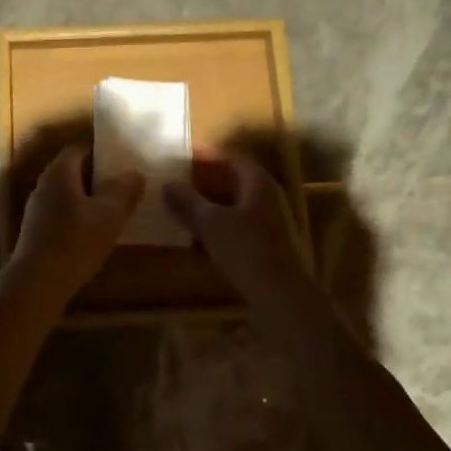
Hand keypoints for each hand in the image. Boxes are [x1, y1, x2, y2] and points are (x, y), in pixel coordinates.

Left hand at [9, 146, 142, 295]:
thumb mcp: (109, 215)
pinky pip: (60, 214)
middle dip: (96, 177)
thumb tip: (134, 173)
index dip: (100, 153)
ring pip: (66, 195)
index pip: (78, 149)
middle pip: (71, 171)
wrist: (37, 283)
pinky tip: (92, 234)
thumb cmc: (75, 241)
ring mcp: (36, 210)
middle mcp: (43, 185)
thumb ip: (124, 191)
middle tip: (122, 186)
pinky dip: (77, 217)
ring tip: (112, 211)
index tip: (121, 163)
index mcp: (59, 173)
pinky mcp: (35, 232)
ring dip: (87, 199)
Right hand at [162, 153, 315, 311]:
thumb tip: (168, 183)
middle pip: (233, 181)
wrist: (282, 297)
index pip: (231, 157)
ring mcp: (269, 223)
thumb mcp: (209, 223)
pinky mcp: (267, 246)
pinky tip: (197, 243)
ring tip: (181, 212)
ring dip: (209, 208)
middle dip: (205, 182)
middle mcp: (267, 197)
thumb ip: (187, 201)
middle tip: (178, 182)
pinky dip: (217, 230)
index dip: (207, 154)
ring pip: (234, 207)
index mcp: (257, 182)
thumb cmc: (246, 250)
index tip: (184, 154)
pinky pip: (237, 229)